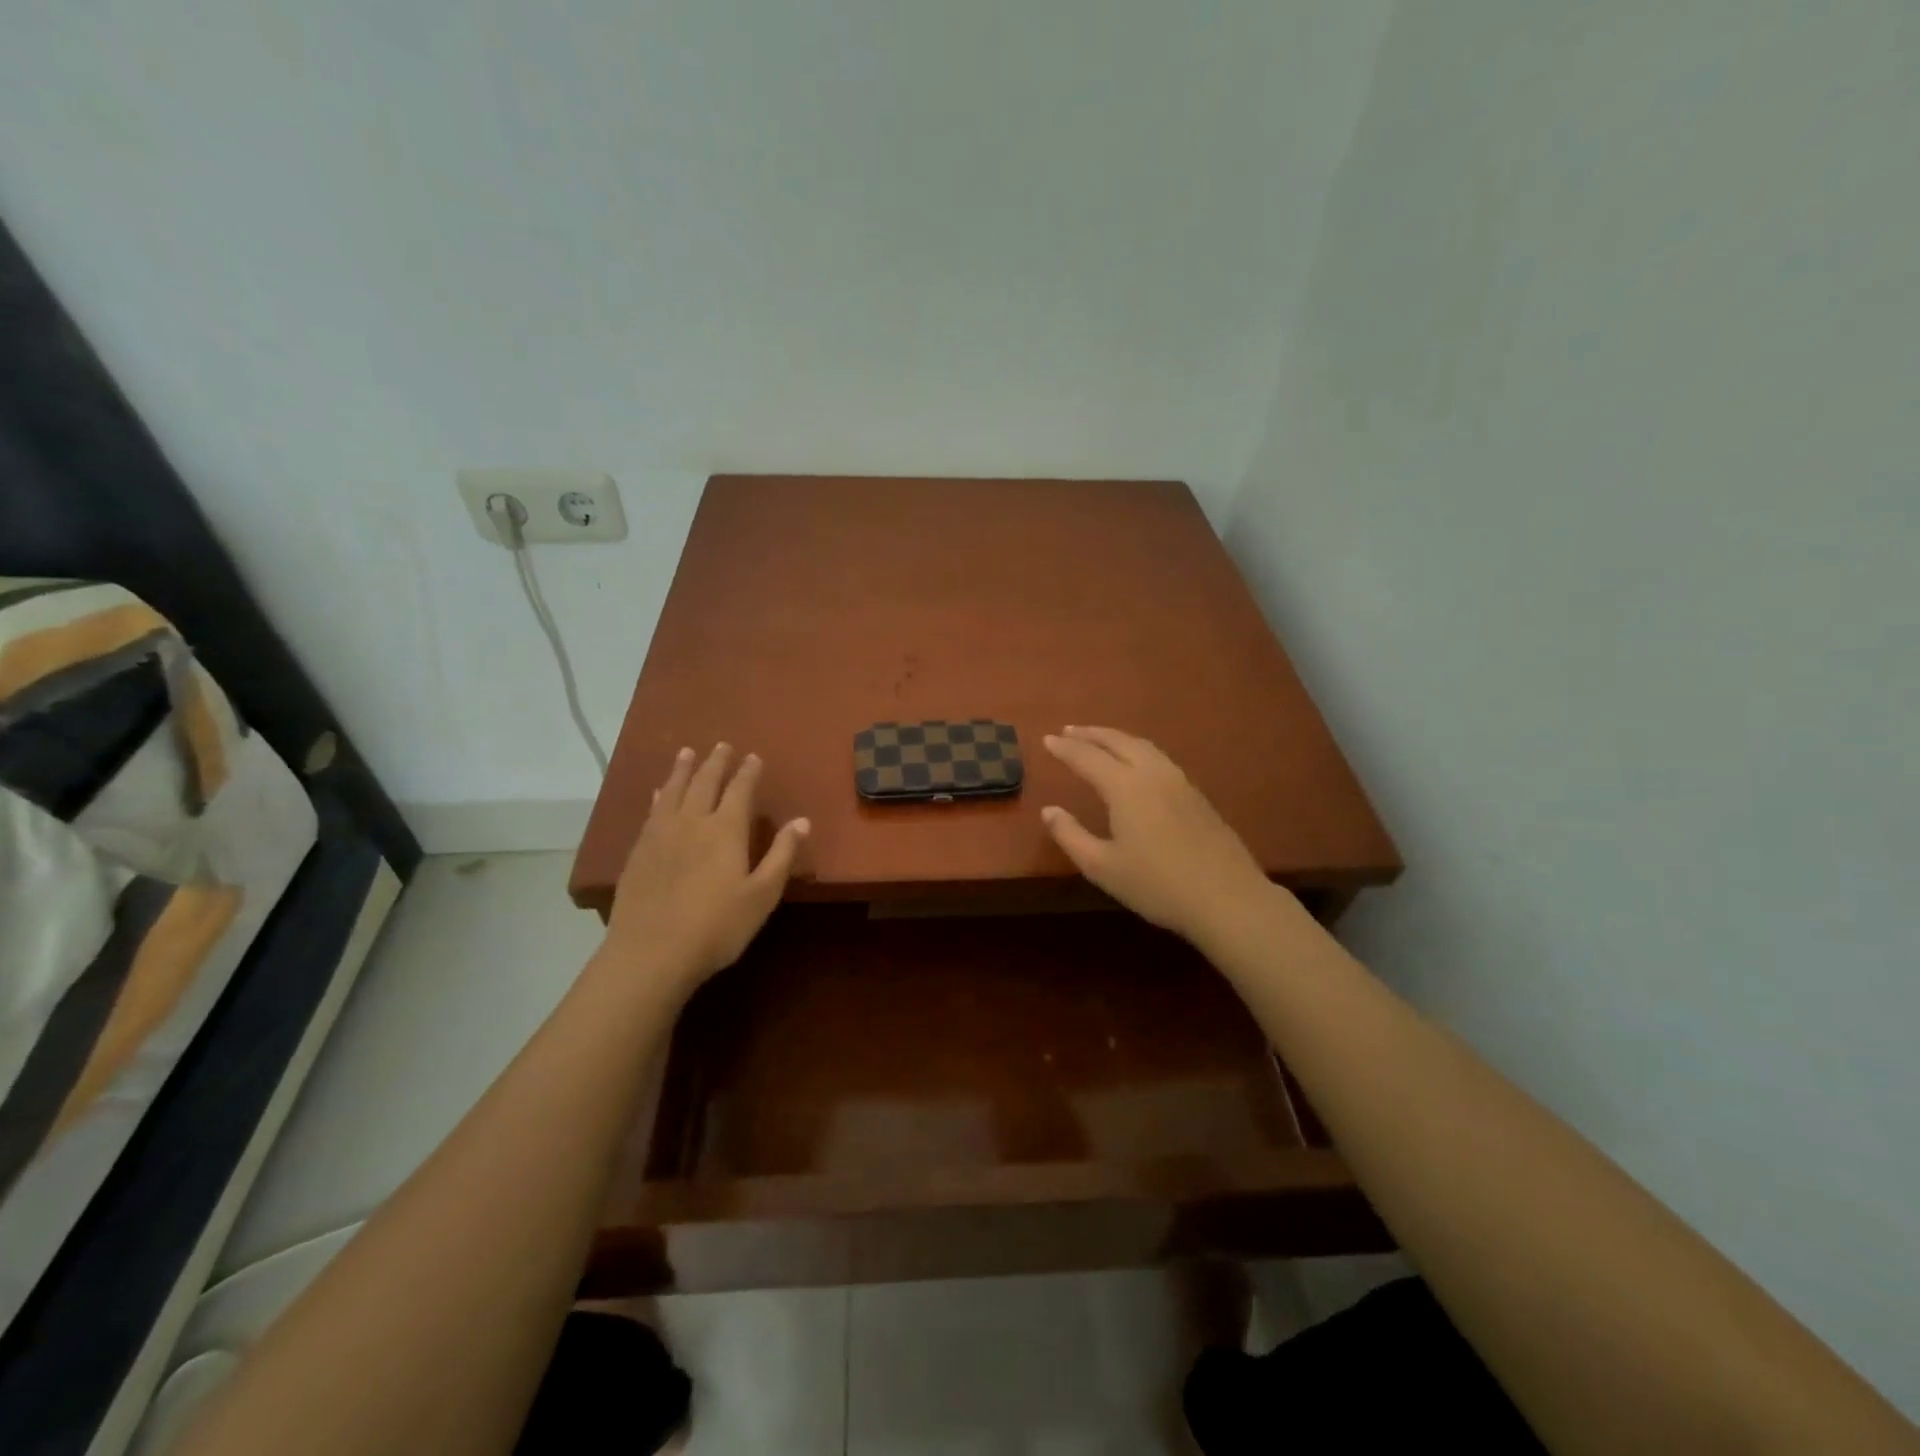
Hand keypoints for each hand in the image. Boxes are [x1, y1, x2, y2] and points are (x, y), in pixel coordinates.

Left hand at [603, 743, 808, 995]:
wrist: (651, 953)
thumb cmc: (717, 927)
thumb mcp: (762, 895)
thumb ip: (781, 855)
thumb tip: (802, 820)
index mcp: (725, 830)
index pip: (739, 790)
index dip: (748, 772)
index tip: (753, 756)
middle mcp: (692, 823)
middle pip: (704, 783)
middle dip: (715, 762)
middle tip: (722, 745)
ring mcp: (660, 835)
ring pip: (673, 791)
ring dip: (682, 770)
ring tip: (687, 752)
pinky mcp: (638, 852)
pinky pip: (651, 812)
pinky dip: (658, 796)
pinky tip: (658, 793)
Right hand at [1040, 726, 1279, 948]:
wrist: (1227, 898)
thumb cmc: (1157, 885)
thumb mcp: (1102, 867)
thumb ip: (1071, 835)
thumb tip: (1049, 810)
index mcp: (1126, 788)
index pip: (1088, 758)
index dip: (1065, 748)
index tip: (1047, 739)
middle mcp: (1152, 774)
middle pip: (1118, 741)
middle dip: (1091, 734)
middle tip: (1069, 730)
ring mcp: (1179, 782)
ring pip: (1143, 746)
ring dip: (1116, 738)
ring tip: (1100, 739)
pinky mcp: (1196, 795)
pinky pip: (1159, 758)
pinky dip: (1137, 750)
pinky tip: (1136, 763)